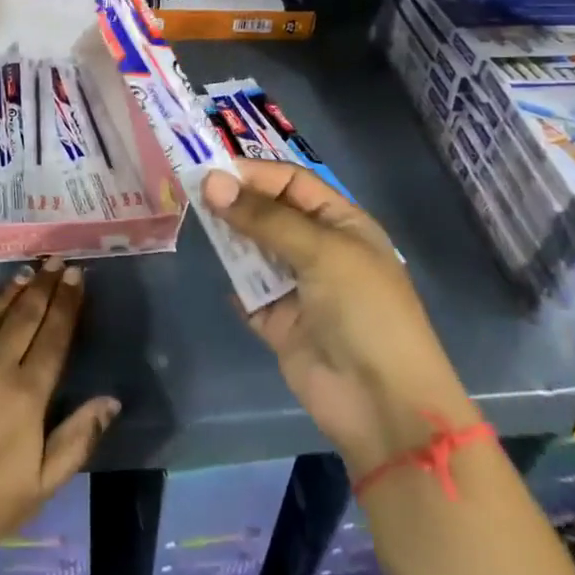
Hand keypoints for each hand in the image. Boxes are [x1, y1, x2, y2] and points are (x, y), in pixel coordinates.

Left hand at [0, 257, 120, 565]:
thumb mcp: (38, 487)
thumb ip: (76, 440)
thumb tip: (111, 400)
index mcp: (26, 395)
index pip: (54, 337)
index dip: (67, 304)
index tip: (76, 275)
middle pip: (25, 316)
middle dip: (44, 286)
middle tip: (55, 261)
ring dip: (13, 291)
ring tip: (28, 272)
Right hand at [203, 161, 474, 475]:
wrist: (382, 404)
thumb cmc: (364, 311)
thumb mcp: (321, 251)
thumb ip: (263, 217)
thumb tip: (210, 182)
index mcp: (341, 224)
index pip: (292, 183)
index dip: (254, 174)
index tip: (211, 170)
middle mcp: (319, 250)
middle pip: (270, 214)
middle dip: (236, 203)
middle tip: (192, 192)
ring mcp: (298, 288)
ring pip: (255, 251)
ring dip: (231, 239)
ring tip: (197, 223)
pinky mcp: (279, 323)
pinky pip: (248, 294)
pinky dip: (235, 285)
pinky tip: (218, 273)